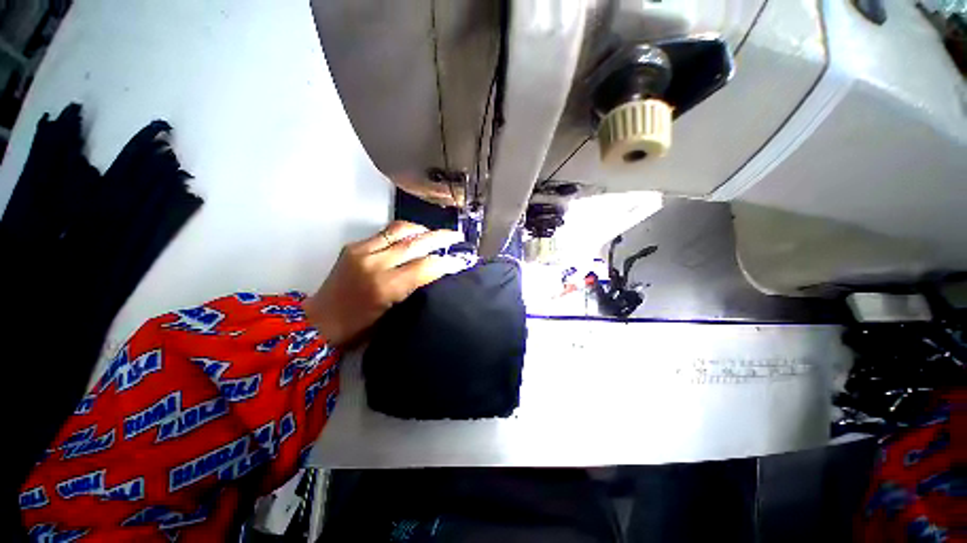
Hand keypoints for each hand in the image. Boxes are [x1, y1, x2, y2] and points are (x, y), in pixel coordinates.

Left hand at [302, 221, 463, 346]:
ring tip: (435, 234)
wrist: (319, 322)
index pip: (425, 267)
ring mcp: (362, 251)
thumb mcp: (394, 313)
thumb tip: (435, 272)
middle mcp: (374, 264)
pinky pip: (386, 232)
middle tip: (457, 236)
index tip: (462, 260)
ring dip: (423, 230)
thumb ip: (414, 289)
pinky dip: (404, 232)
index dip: (447, 262)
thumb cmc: (360, 328)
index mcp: (385, 287)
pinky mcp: (354, 245)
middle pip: (416, 243)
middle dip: (441, 238)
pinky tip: (413, 236)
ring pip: (401, 230)